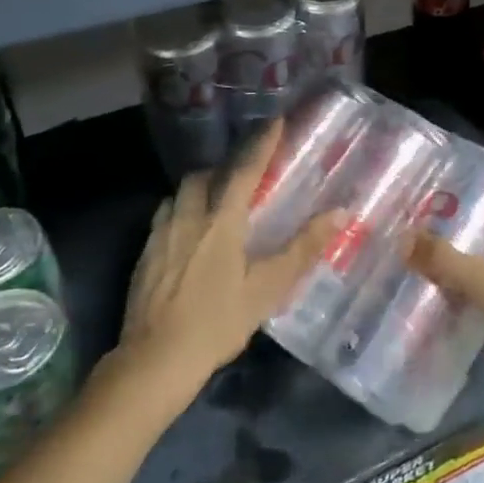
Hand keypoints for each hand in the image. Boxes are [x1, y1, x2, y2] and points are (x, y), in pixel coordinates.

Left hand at [113, 122, 344, 415]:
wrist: (155, 361)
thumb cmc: (217, 323)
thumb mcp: (267, 288)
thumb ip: (303, 248)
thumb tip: (340, 213)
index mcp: (220, 222)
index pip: (244, 171)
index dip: (261, 145)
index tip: (274, 121)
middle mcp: (187, 218)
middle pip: (202, 177)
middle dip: (222, 169)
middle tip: (241, 179)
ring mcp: (159, 236)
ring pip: (178, 196)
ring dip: (198, 191)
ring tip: (214, 206)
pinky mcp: (143, 256)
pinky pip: (163, 219)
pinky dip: (180, 214)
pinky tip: (188, 239)